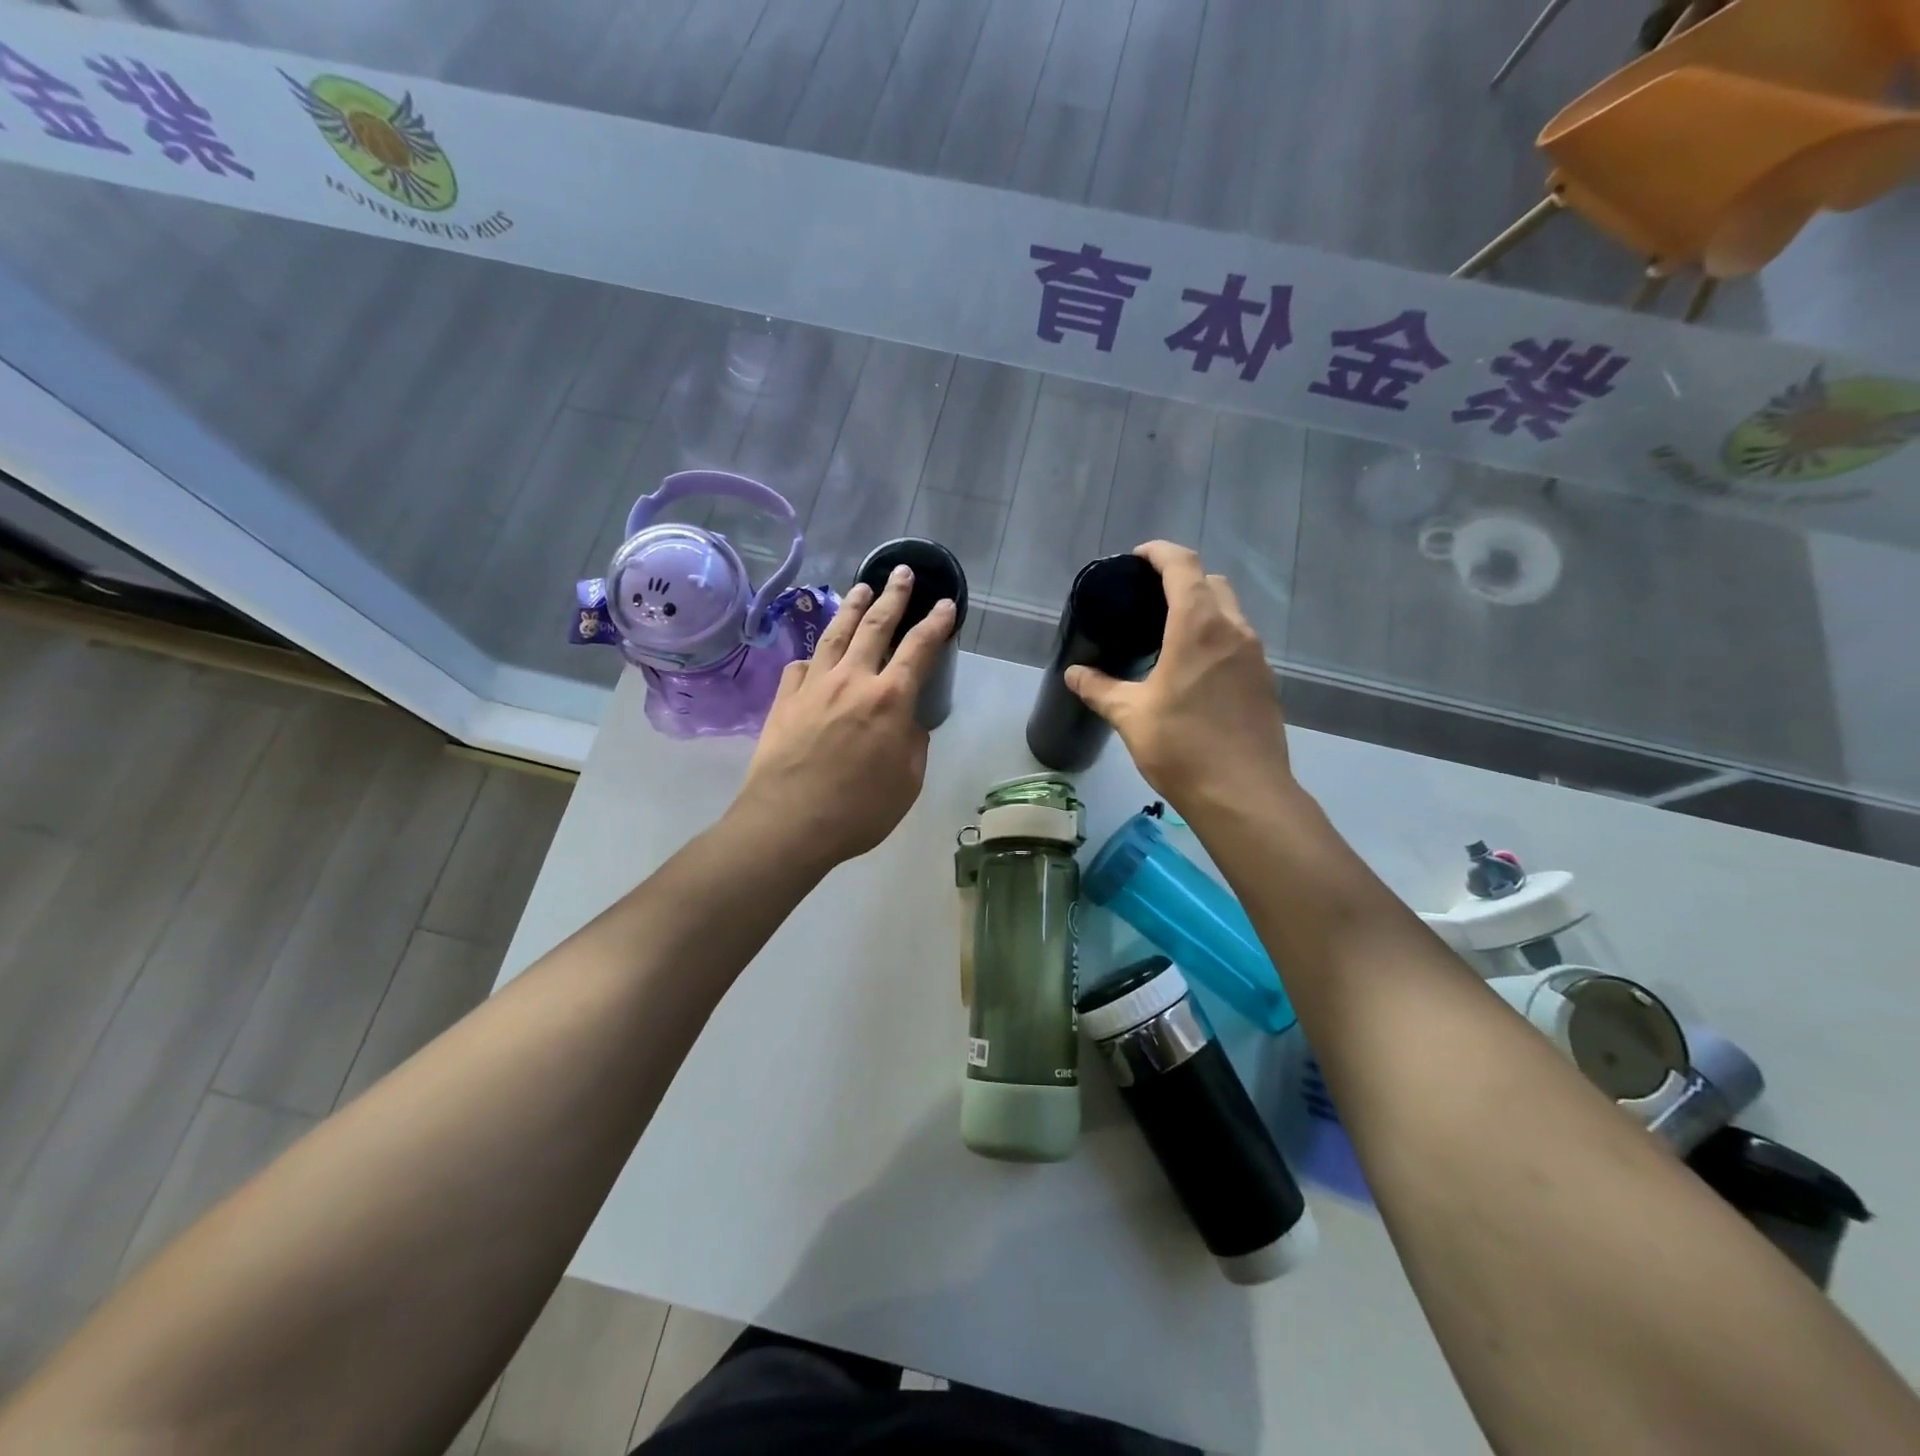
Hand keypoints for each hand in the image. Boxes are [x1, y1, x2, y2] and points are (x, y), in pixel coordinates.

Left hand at [732, 565, 955, 869]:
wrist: (788, 823)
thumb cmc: (858, 810)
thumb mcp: (907, 782)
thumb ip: (912, 744)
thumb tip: (906, 723)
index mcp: (890, 699)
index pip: (919, 648)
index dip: (936, 623)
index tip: (945, 603)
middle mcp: (852, 679)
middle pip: (875, 625)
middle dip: (893, 595)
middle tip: (901, 572)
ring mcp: (814, 685)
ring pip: (835, 634)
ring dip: (852, 608)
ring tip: (862, 588)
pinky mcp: (785, 699)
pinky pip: (800, 666)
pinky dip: (812, 656)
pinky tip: (814, 655)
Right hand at [1065, 541, 1291, 809]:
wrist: (1243, 794)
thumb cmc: (1182, 747)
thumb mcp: (1130, 716)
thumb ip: (1100, 689)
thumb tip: (1073, 673)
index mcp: (1198, 627)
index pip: (1183, 566)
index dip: (1159, 553)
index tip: (1136, 558)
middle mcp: (1233, 630)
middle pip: (1212, 583)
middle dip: (1182, 579)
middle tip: (1149, 599)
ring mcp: (1255, 656)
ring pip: (1230, 612)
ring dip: (1202, 609)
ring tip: (1169, 634)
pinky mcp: (1265, 681)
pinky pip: (1239, 642)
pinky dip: (1216, 638)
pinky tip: (1194, 670)